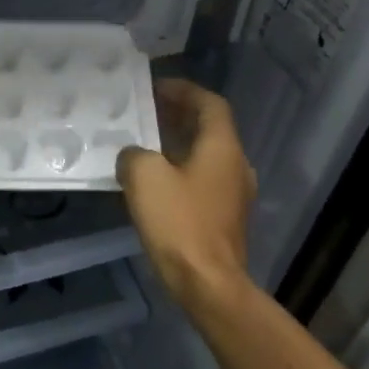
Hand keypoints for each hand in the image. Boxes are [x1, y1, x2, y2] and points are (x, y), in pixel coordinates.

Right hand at [116, 79, 257, 306]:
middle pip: (209, 129)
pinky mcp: (224, 218)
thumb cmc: (179, 222)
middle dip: (178, 116)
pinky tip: (153, 182)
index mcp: (222, 148)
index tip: (155, 87)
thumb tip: (133, 155)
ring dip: (178, 144)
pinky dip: (180, 170)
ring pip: (205, 156)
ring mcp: (233, 194)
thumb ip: (134, 155)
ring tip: (143, 144)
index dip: (184, 91)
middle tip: (145, 112)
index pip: (210, 104)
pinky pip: (201, 180)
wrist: (207, 282)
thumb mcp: (144, 177)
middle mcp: (235, 165)